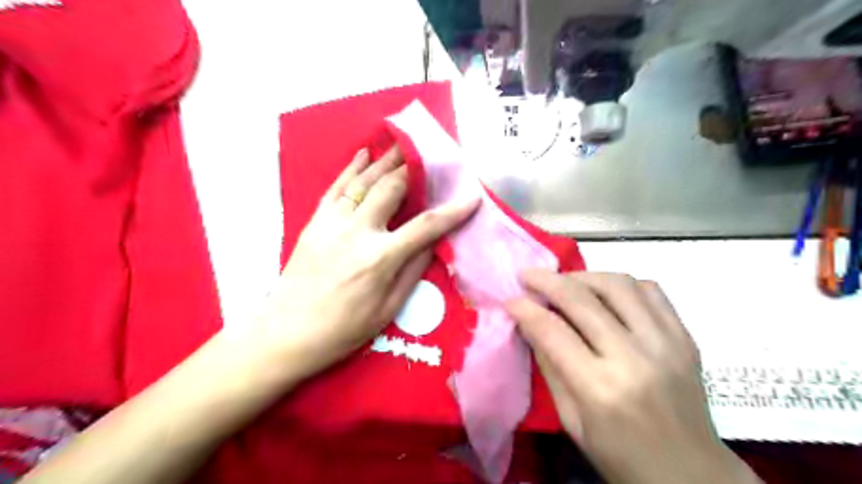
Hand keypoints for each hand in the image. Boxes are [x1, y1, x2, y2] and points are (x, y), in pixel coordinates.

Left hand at [253, 147, 478, 382]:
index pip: (426, 225)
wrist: (288, 331)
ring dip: (385, 161)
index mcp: (381, 258)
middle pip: (391, 189)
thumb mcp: (388, 308)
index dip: (453, 211)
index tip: (472, 198)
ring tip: (402, 146)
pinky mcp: (315, 222)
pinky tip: (363, 154)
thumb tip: (432, 243)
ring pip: (364, 181)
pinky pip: (336, 187)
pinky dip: (351, 168)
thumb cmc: (344, 328)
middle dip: (412, 169)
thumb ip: (413, 271)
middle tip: (428, 156)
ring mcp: (333, 222)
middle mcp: (358, 232)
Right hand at [507, 273, 758, 483]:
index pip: (552, 331)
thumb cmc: (620, 455)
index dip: (526, 309)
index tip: (510, 300)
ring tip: (565, 281)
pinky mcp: (685, 336)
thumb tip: (529, 323)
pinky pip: (650, 290)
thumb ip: (549, 366)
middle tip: (528, 276)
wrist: (691, 473)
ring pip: (618, 284)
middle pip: (582, 299)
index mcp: (600, 388)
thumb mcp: (571, 419)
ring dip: (583, 276)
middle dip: (547, 281)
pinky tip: (604, 293)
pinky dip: (620, 284)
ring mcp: (666, 343)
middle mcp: (634, 357)